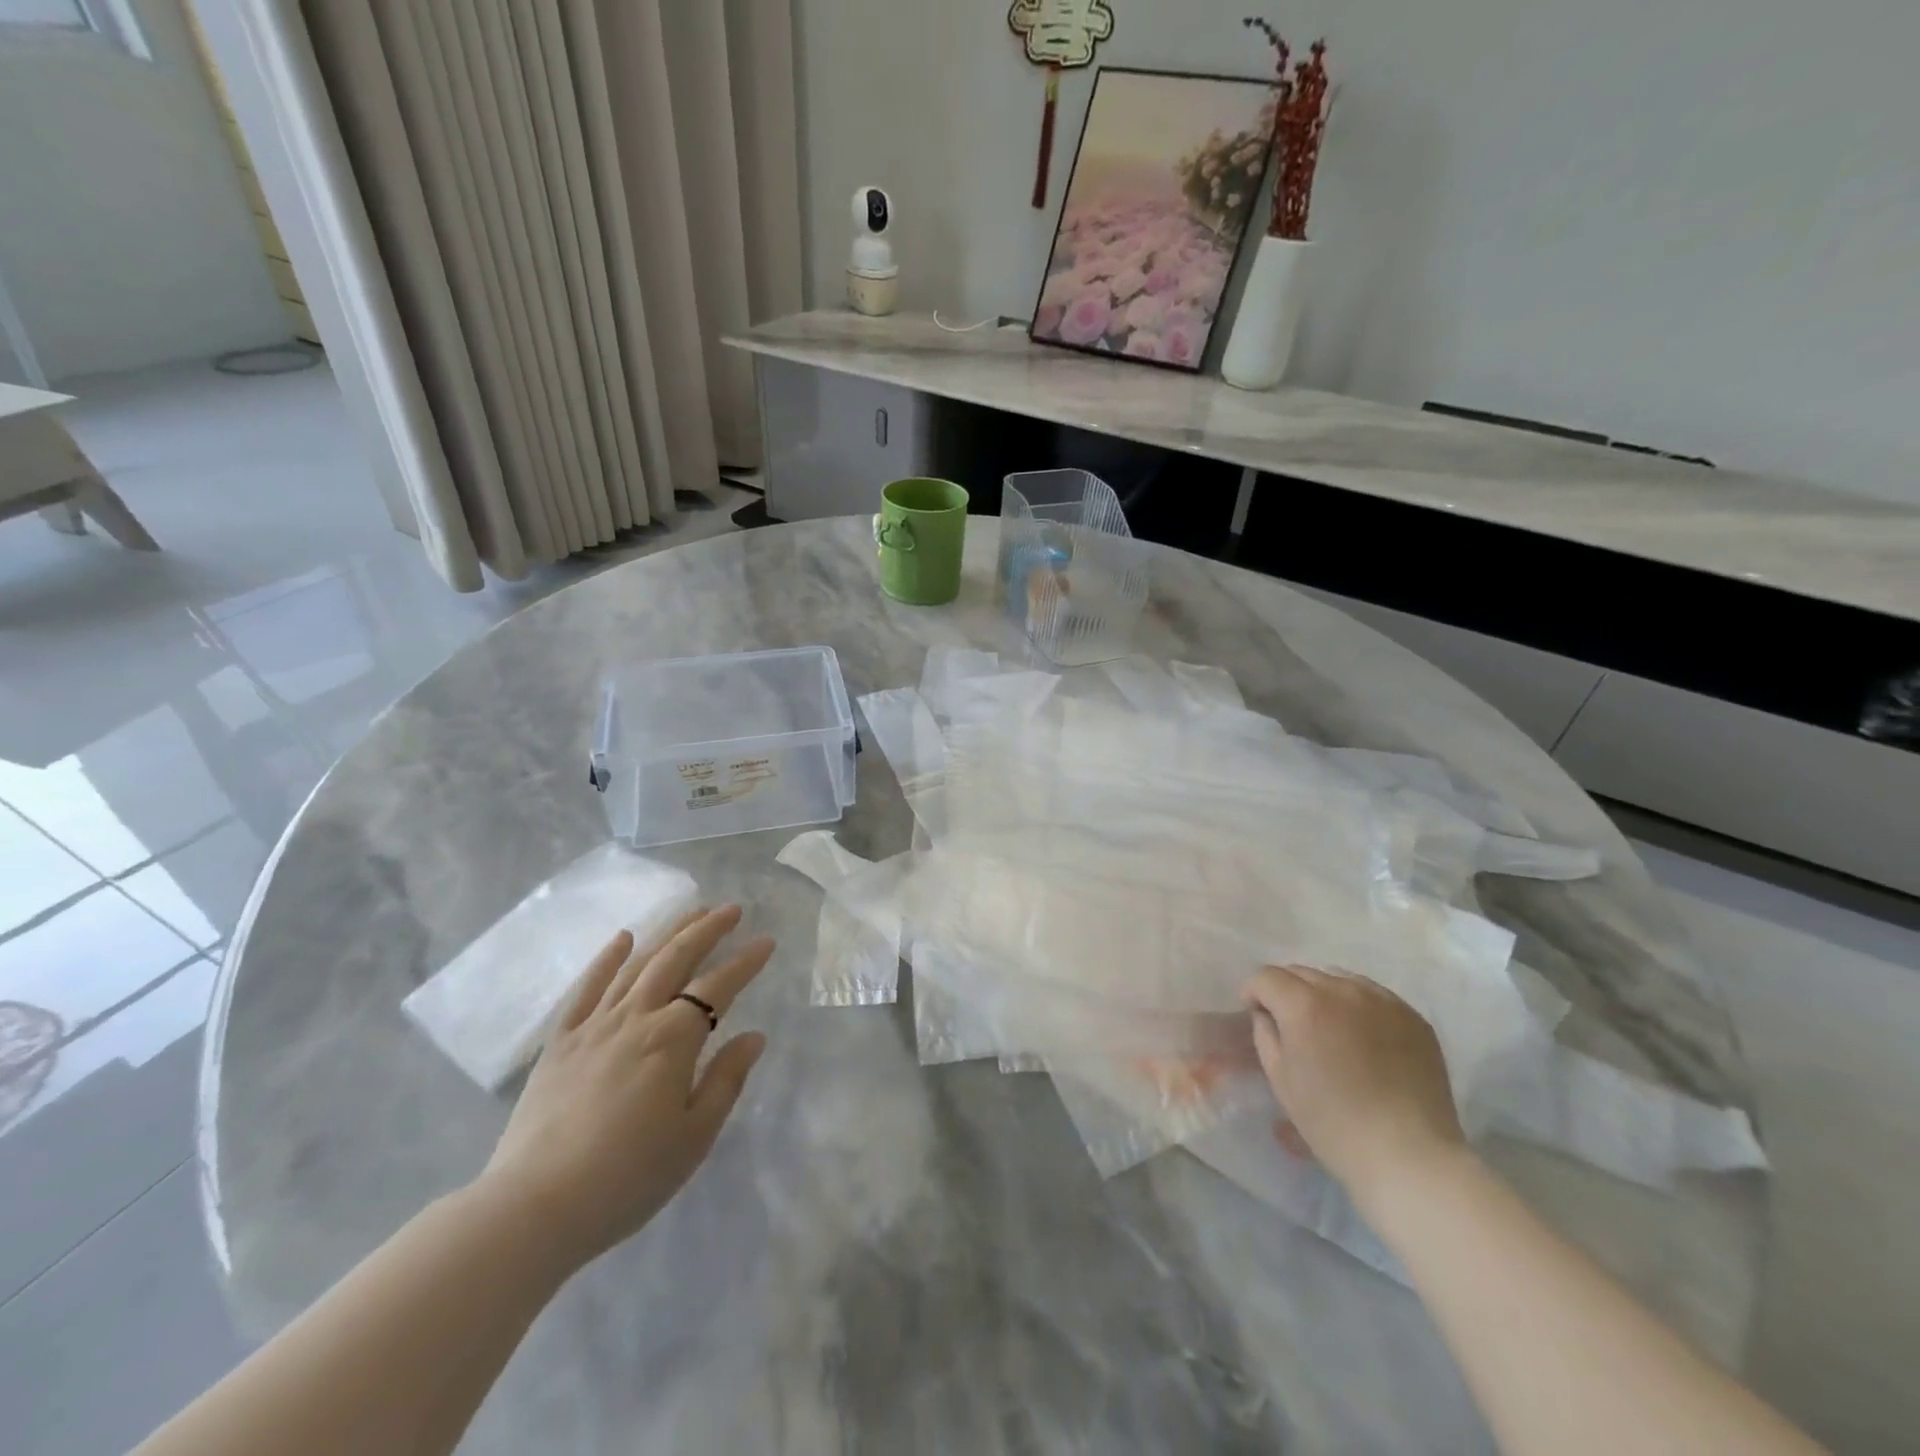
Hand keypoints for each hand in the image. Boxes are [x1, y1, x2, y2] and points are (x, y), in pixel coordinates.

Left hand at [478, 905, 771, 1270]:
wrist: (533, 1208)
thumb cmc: (627, 1178)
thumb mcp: (694, 1137)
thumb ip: (726, 1080)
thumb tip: (754, 1036)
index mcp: (673, 1040)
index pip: (718, 987)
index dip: (745, 962)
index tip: (767, 941)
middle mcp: (635, 1018)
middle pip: (676, 959)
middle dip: (708, 929)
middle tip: (732, 909)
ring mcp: (594, 1026)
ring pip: (637, 964)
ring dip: (668, 933)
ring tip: (692, 911)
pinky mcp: (560, 1042)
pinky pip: (586, 988)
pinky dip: (606, 958)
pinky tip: (622, 938)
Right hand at [1242, 963, 1465, 1206]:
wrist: (1409, 1156)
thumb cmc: (1333, 1123)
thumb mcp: (1281, 1079)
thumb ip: (1265, 1033)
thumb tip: (1267, 1013)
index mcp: (1304, 1005)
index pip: (1267, 977)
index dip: (1255, 993)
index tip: (1258, 1016)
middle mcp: (1342, 991)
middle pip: (1301, 972)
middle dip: (1287, 992)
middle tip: (1292, 1025)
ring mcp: (1382, 1000)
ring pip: (1338, 978)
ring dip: (1323, 994)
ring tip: (1329, 1028)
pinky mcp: (1412, 1016)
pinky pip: (1372, 995)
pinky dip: (1357, 1006)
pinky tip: (1362, 1037)